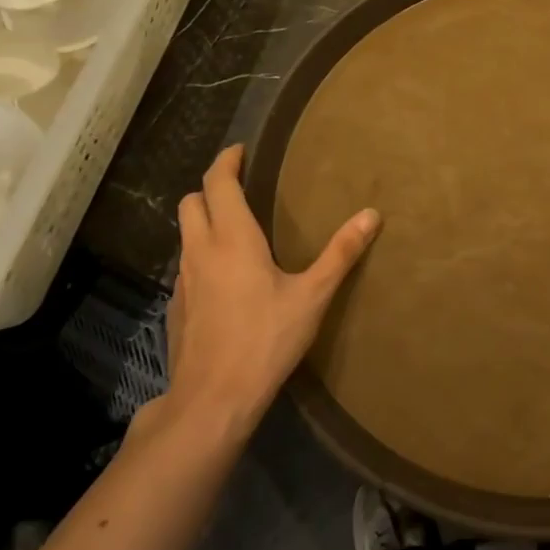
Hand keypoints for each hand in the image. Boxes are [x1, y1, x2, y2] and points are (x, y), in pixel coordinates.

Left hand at [151, 145, 379, 441]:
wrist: (212, 400)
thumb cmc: (265, 340)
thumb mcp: (312, 296)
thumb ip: (341, 253)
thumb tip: (372, 214)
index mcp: (232, 239)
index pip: (218, 183)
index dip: (227, 161)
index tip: (240, 150)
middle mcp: (200, 251)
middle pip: (191, 202)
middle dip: (212, 187)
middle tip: (241, 187)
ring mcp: (183, 281)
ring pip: (186, 234)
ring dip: (205, 221)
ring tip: (237, 230)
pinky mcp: (177, 307)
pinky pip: (187, 266)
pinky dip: (202, 255)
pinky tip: (226, 279)